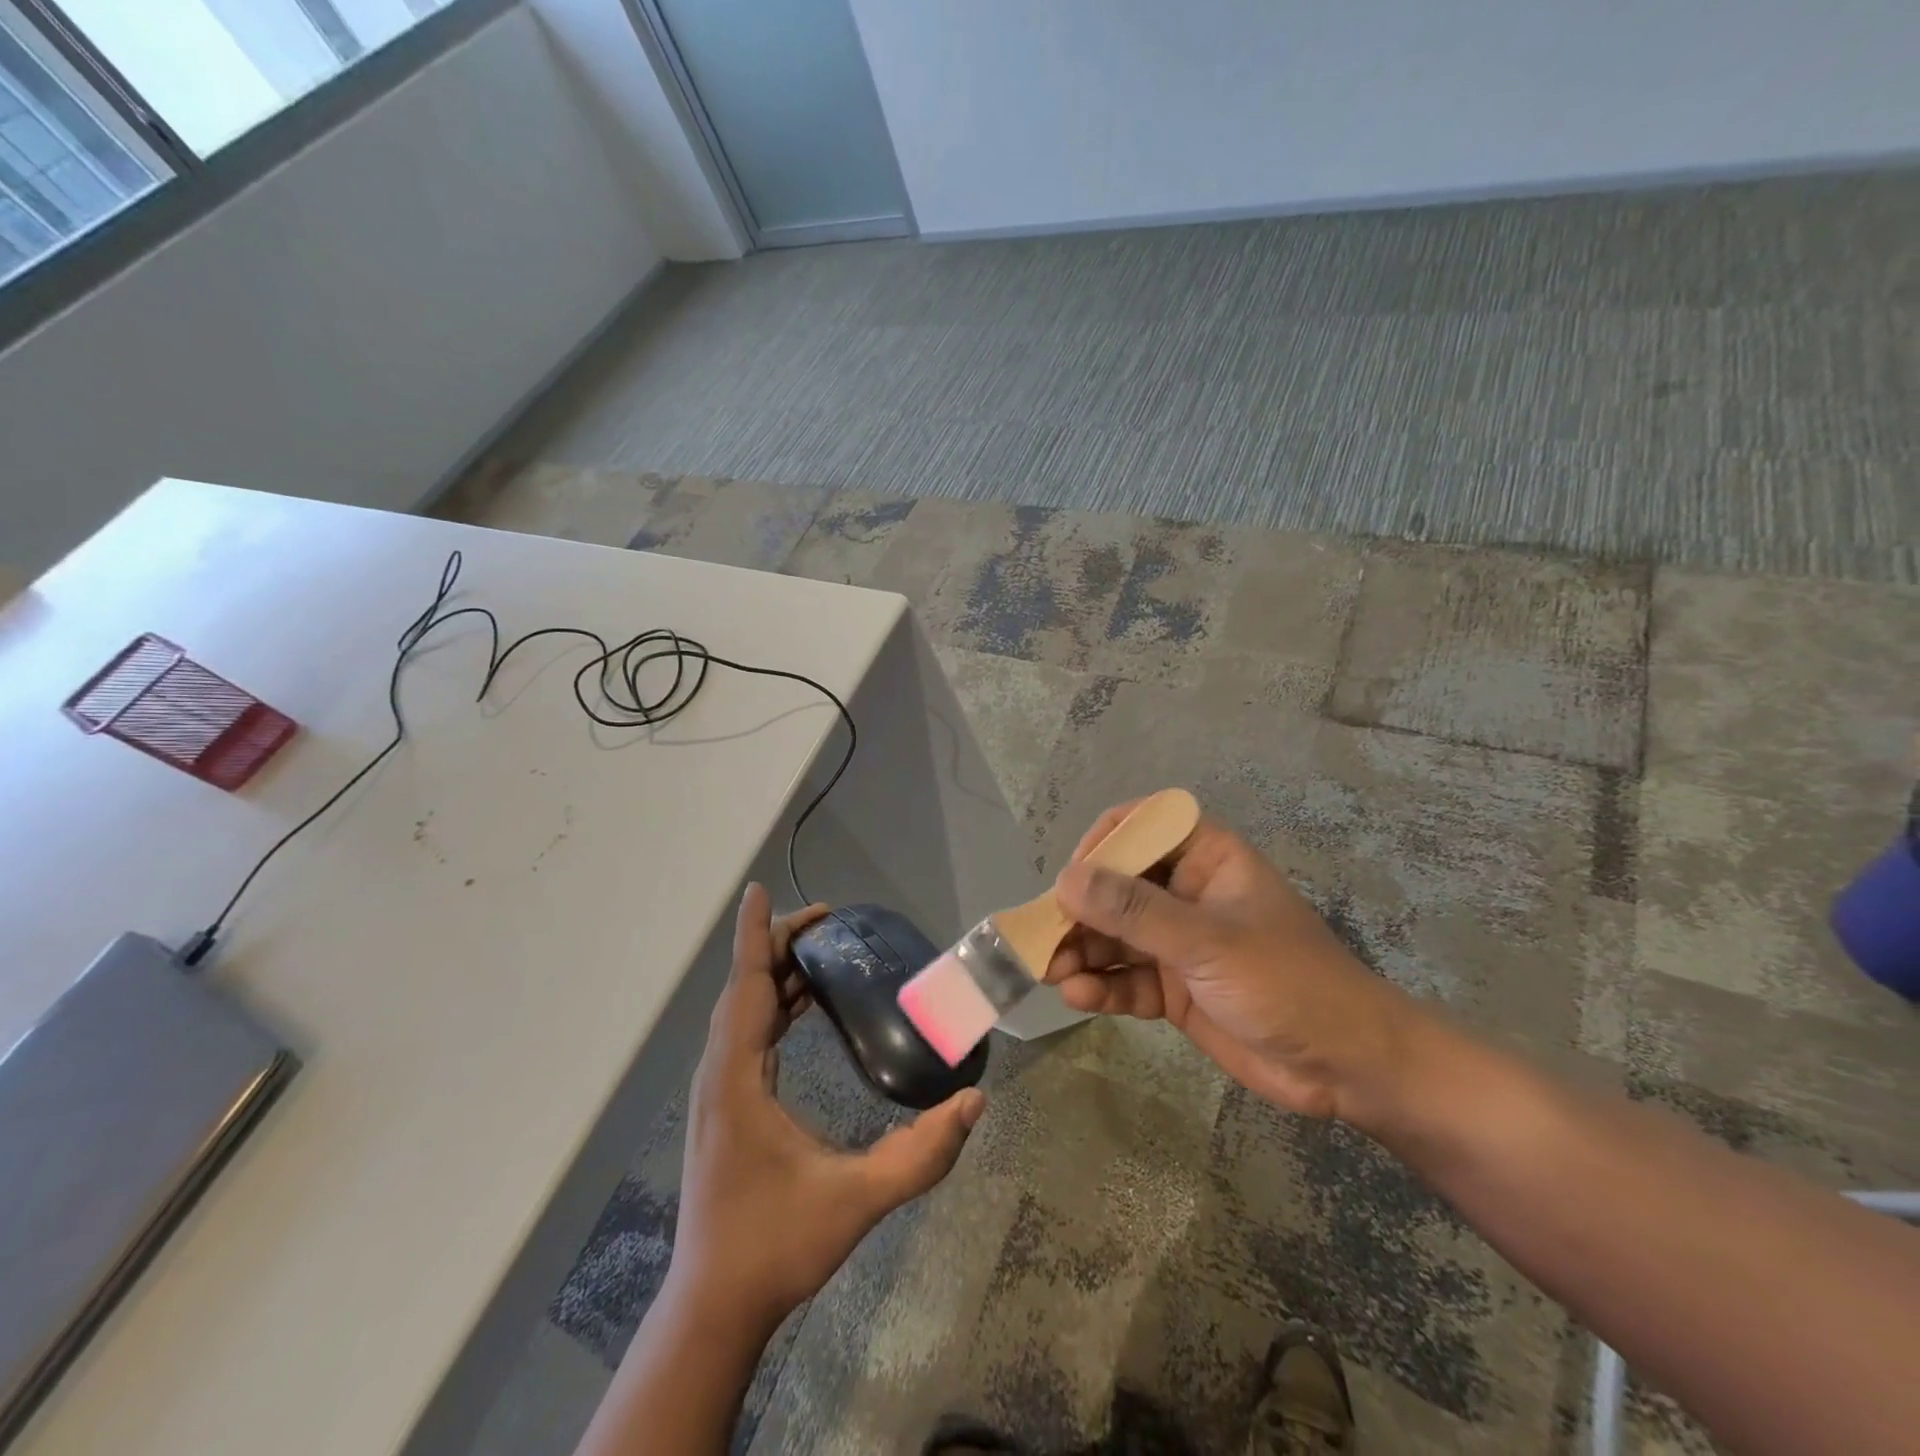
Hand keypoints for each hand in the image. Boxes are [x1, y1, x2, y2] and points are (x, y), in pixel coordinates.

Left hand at [668, 883, 985, 1333]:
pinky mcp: (727, 1105)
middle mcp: (720, 1073)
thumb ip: (919, 1155)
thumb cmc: (776, 1246)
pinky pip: (747, 1033)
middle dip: (779, 944)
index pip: (746, 987)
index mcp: (737, 1079)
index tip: (758, 890)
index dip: (755, 935)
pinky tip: (804, 1006)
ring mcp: (719, 1090)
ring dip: (776, 973)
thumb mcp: (855, 1200)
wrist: (715, 1306)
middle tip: (828, 920)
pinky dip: (773, 1004)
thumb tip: (974, 1103)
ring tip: (820, 950)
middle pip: (746, 988)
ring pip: (744, 1010)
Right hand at [1045, 800, 1420, 1122]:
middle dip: (1080, 911)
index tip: (1073, 876)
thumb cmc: (1288, 982)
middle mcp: (1187, 893)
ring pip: (1115, 935)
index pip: (1143, 826)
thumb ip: (1135, 911)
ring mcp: (1179, 942)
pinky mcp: (1175, 988)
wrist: (1348, 1067)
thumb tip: (1066, 879)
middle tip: (1043, 936)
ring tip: (1050, 971)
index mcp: (1207, 859)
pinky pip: (1127, 977)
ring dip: (1082, 950)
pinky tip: (1078, 997)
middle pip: (1117, 886)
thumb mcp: (1208, 941)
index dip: (1104, 843)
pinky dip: (1102, 986)